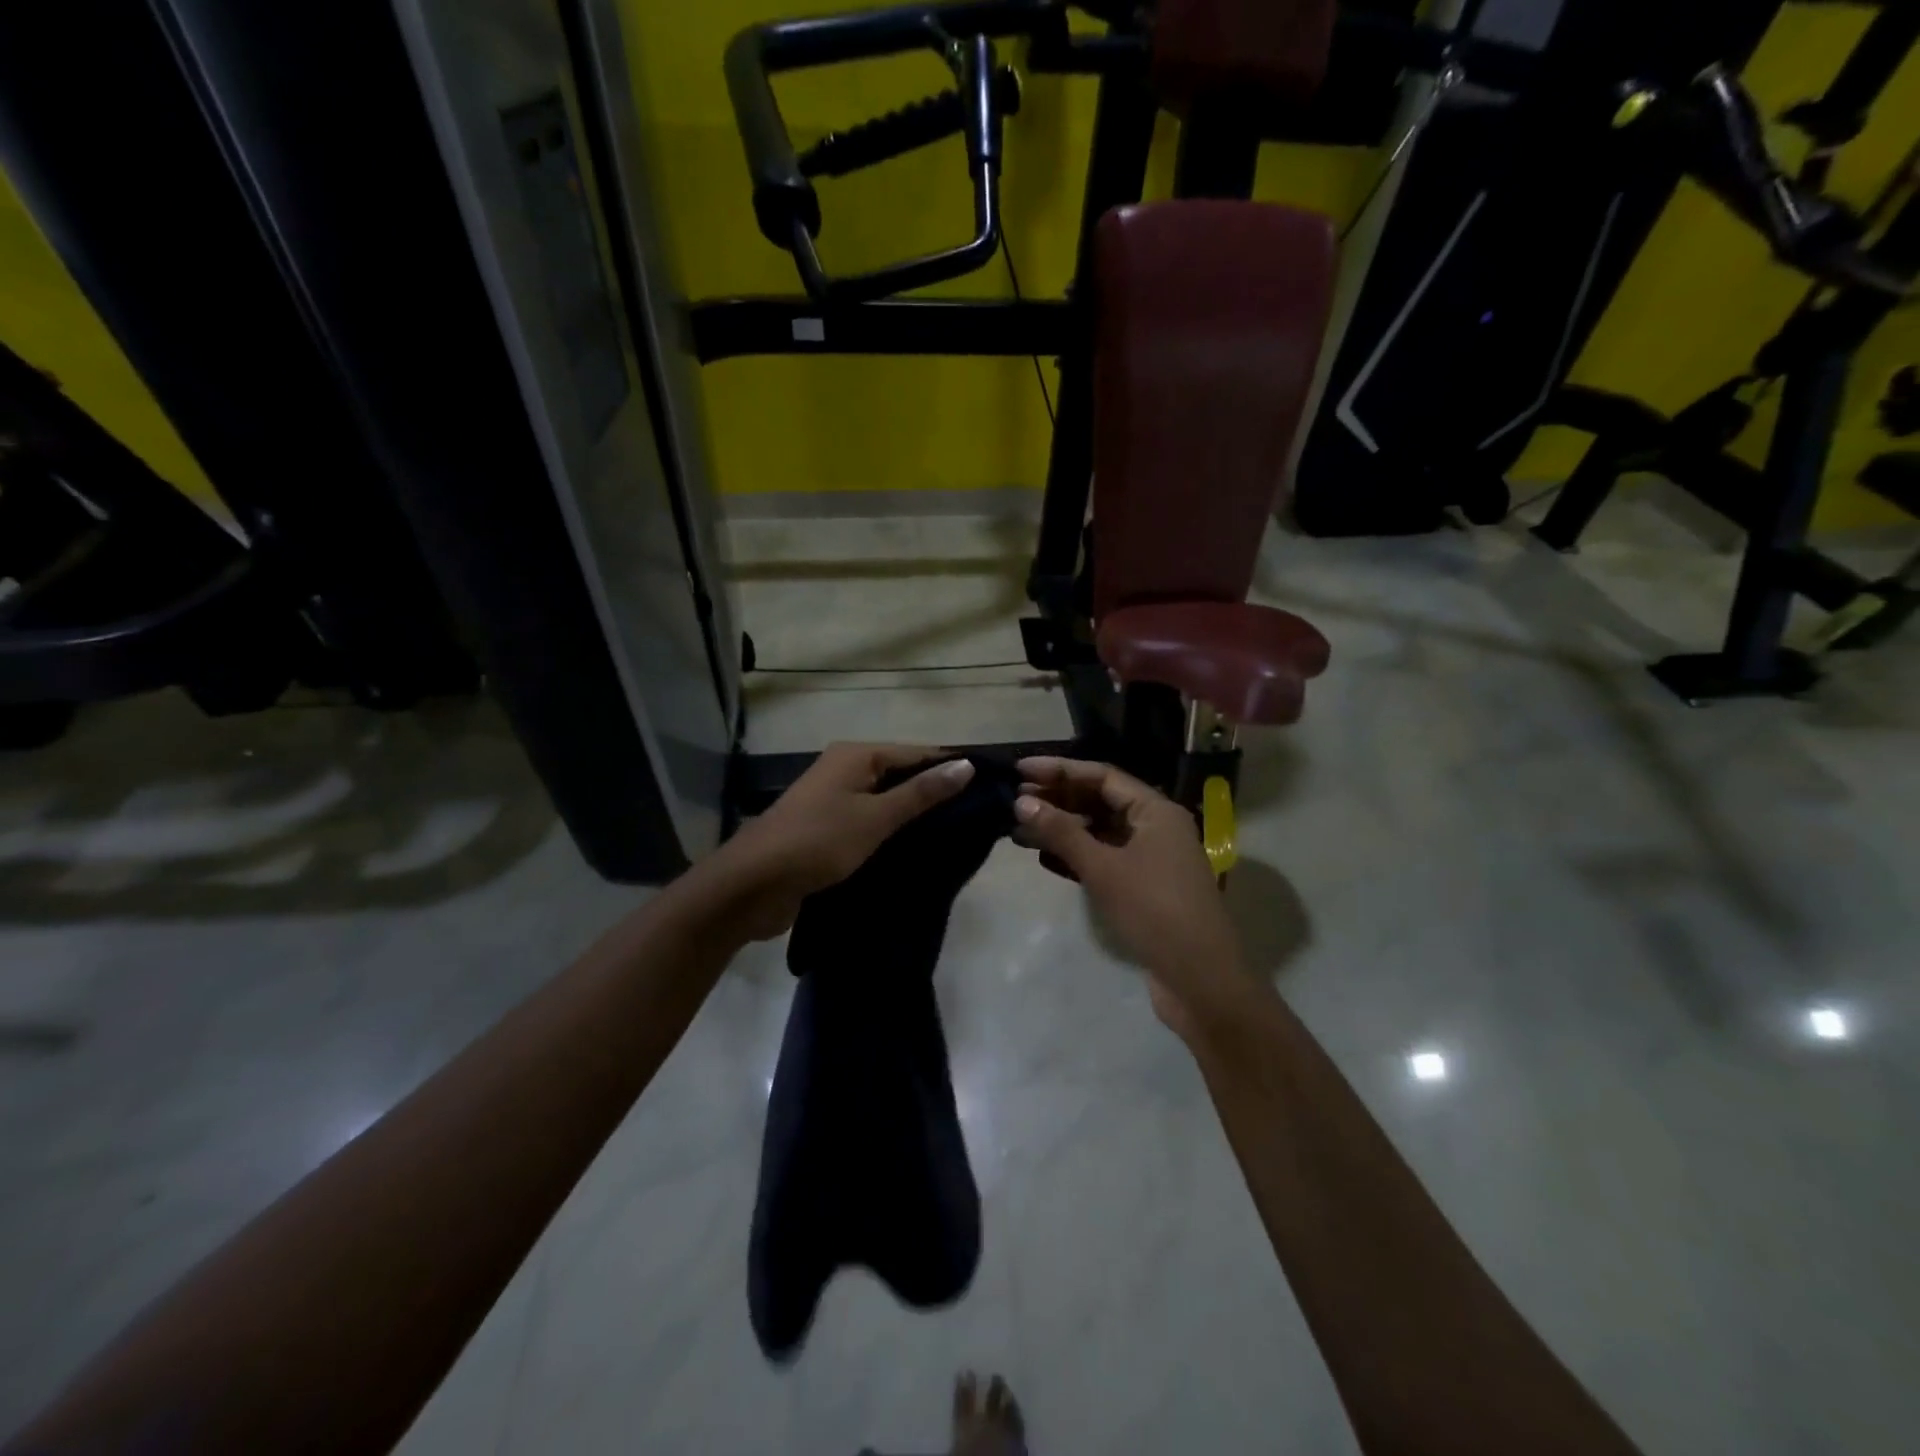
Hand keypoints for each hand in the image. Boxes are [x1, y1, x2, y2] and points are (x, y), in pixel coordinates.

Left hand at [708, 743, 974, 941]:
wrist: (752, 885)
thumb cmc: (818, 842)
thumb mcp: (875, 817)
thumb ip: (921, 793)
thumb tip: (966, 764)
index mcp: (856, 755)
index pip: (916, 753)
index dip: (950, 767)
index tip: (988, 787)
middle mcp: (844, 769)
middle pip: (900, 774)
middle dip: (934, 793)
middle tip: (977, 816)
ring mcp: (833, 800)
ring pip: (885, 801)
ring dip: (913, 816)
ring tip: (957, 834)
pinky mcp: (827, 829)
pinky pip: (870, 822)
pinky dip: (892, 832)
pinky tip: (917, 850)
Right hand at [1013, 757, 1245, 1040]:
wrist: (1200, 978)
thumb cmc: (1154, 910)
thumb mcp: (1104, 868)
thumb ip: (1062, 833)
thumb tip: (1022, 801)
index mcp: (1155, 811)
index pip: (1101, 776)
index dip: (1059, 770)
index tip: (1020, 769)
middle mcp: (1155, 827)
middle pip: (1100, 801)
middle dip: (1058, 799)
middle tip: (1014, 799)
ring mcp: (1150, 858)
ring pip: (1099, 832)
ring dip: (1062, 828)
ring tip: (1020, 828)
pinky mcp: (1142, 887)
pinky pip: (1104, 858)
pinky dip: (1076, 855)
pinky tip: (1044, 857)